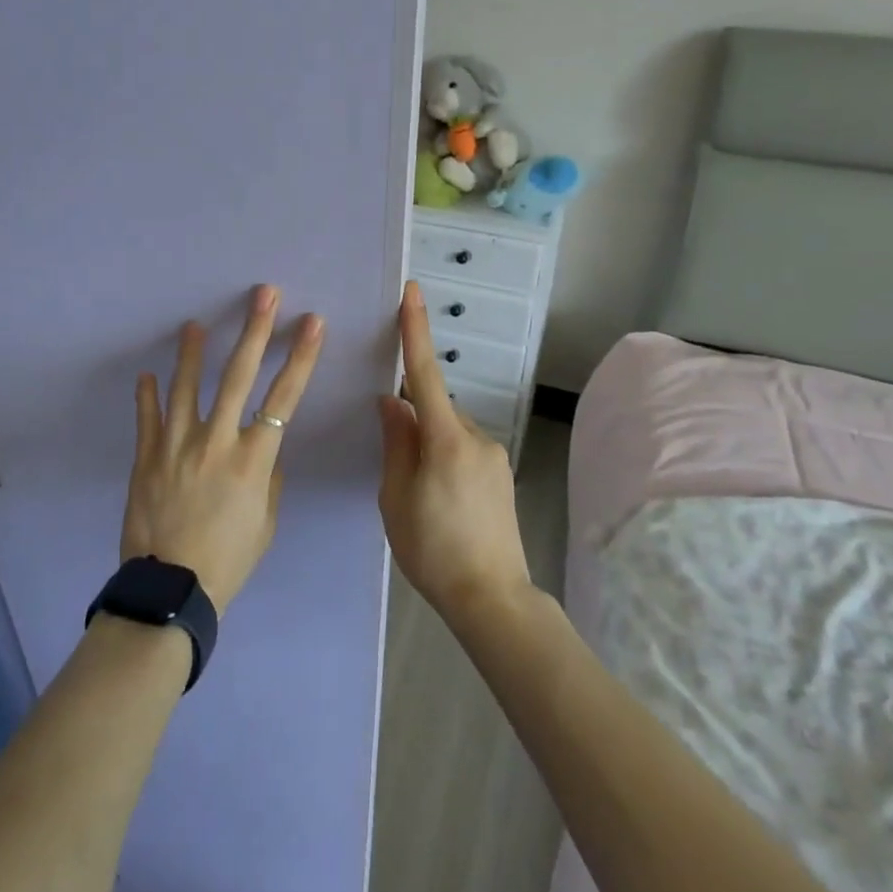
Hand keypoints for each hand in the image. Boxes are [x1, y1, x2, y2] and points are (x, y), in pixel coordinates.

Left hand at [123, 285, 324, 615]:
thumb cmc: (229, 559)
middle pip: (239, 375)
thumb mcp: (265, 522)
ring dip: (192, 353)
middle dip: (255, 330)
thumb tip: (264, 451)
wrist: (171, 590)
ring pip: (186, 387)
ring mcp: (177, 446)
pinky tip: (148, 374)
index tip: (311, 324)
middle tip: (263, 295)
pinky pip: (148, 419)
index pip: (284, 397)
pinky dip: (148, 395)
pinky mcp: (147, 458)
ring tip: (194, 324)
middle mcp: (216, 441)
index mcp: (253, 458)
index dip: (300, 357)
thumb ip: (268, 479)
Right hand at [378, 281, 530, 627]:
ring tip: (418, 496)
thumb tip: (391, 402)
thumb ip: (395, 443)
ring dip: (428, 445)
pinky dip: (444, 459)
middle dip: (411, 420)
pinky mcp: (500, 474)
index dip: (415, 331)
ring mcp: (493, 456)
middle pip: (434, 409)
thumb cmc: (433, 550)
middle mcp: (475, 437)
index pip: (424, 373)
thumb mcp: (396, 498)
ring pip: (448, 432)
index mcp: (445, 439)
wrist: (492, 598)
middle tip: (396, 467)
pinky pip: (463, 450)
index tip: (412, 293)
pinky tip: (438, 501)